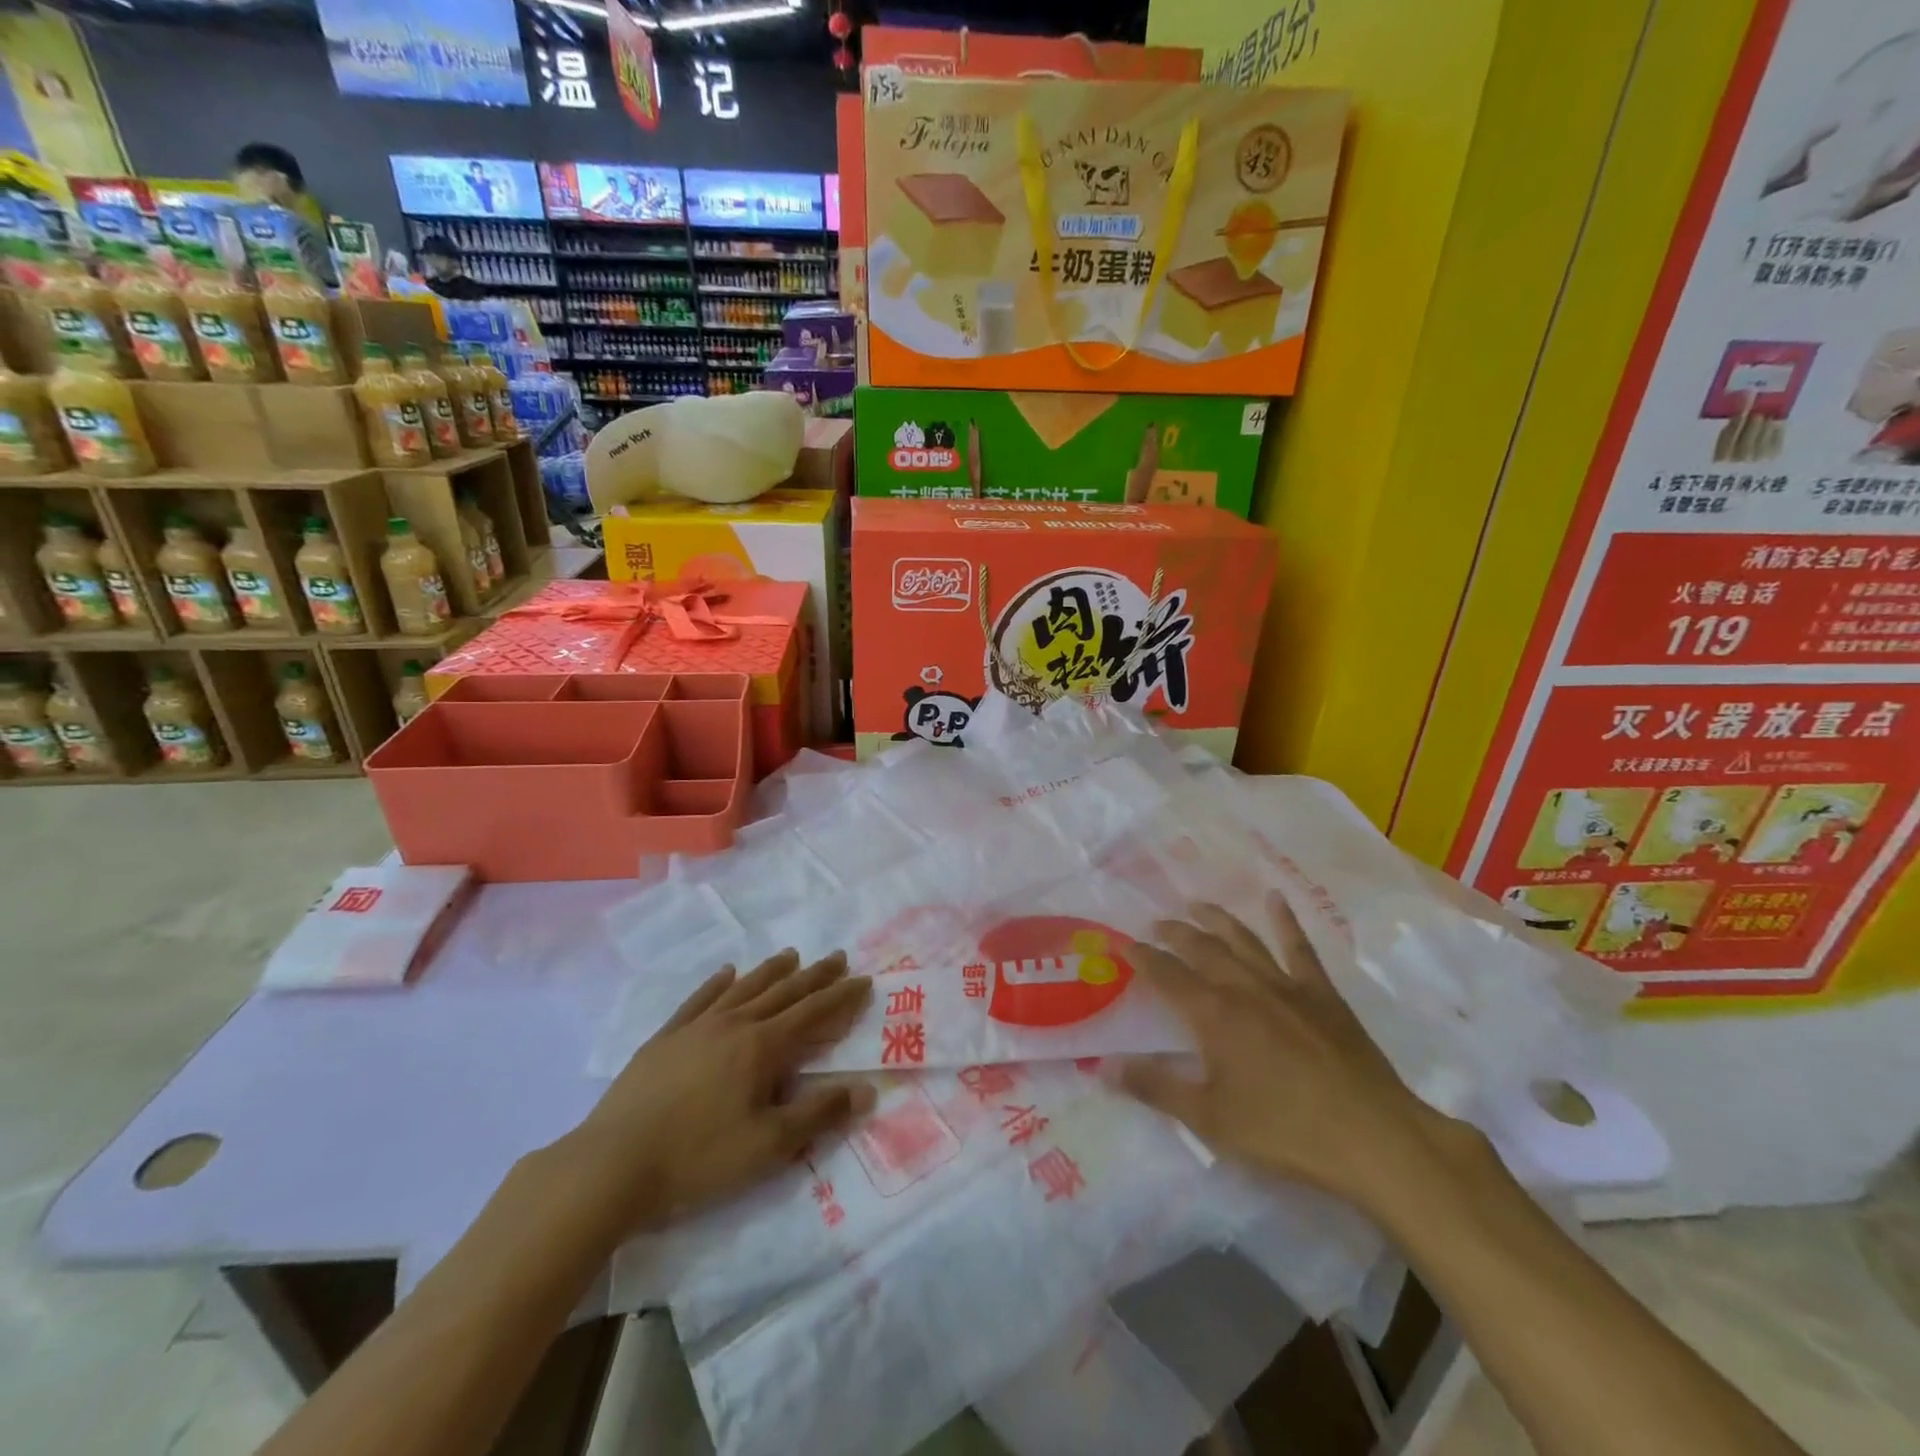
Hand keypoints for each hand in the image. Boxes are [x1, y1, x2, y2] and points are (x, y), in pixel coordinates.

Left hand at [553, 950, 873, 1242]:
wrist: (613, 1164)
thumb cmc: (698, 1158)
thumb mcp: (769, 1146)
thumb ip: (819, 1114)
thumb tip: (867, 1090)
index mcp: (762, 1048)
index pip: (812, 1014)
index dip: (841, 997)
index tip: (863, 980)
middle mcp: (734, 1024)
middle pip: (783, 992)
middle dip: (815, 975)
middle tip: (838, 957)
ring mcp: (697, 1027)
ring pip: (744, 988)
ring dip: (772, 970)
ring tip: (791, 955)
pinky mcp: (666, 1037)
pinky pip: (700, 999)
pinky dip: (717, 982)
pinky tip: (726, 972)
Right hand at [1115, 896, 1480, 1215]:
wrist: (1373, 1136)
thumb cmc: (1284, 1131)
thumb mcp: (1209, 1118)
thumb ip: (1155, 1087)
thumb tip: (1103, 1066)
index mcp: (1212, 1014)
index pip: (1166, 975)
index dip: (1143, 958)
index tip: (1125, 945)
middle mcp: (1244, 987)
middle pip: (1201, 949)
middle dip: (1174, 934)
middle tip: (1156, 925)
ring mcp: (1286, 985)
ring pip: (1242, 939)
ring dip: (1216, 919)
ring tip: (1196, 904)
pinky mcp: (1322, 993)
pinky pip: (1299, 948)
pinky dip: (1285, 921)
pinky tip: (1276, 898)